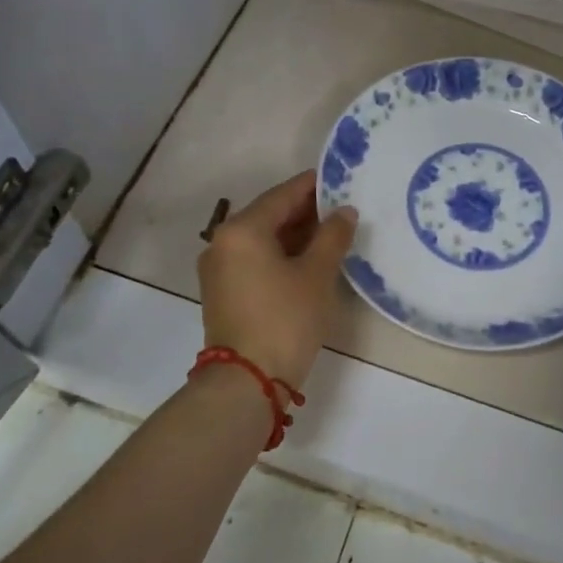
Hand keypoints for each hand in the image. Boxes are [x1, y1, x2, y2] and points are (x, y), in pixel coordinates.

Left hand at [197, 170, 356, 387]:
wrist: (247, 382)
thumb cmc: (285, 319)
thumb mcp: (317, 274)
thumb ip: (333, 236)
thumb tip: (344, 211)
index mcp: (242, 229)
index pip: (282, 195)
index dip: (313, 187)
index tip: (340, 180)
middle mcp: (222, 241)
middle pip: (269, 214)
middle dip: (305, 212)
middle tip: (341, 209)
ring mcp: (218, 268)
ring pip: (261, 238)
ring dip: (293, 234)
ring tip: (330, 234)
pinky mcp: (222, 291)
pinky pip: (254, 259)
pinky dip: (279, 254)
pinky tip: (307, 260)